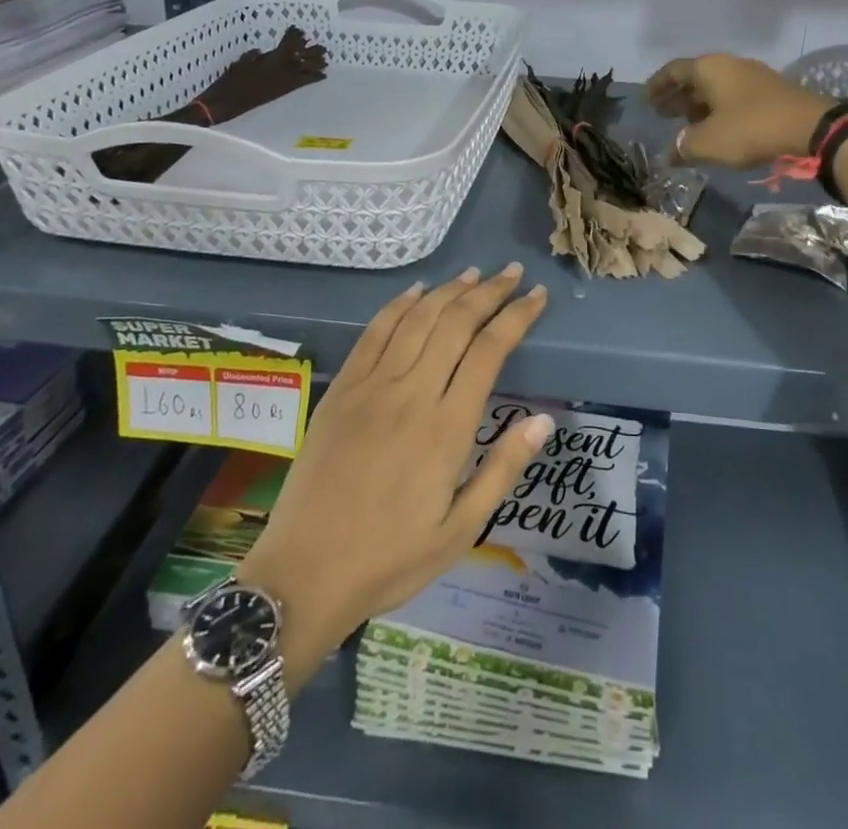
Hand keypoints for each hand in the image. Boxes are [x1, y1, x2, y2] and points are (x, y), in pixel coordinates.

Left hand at [234, 265, 551, 683]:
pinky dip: (399, 305)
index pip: (490, 351)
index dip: (516, 316)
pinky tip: (417, 291)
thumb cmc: (391, 558)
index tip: (535, 296)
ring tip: (474, 275)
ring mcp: (372, 386)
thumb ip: (503, 469)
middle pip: (456, 323)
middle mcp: (411, 394)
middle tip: (511, 273)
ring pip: (418, 319)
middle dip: (489, 292)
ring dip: (449, 291)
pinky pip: (374, 332)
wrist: (304, 573)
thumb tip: (543, 419)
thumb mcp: (461, 530)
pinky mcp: (342, 388)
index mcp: (447, 428)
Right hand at [645, 54, 832, 167]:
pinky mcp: (770, 92)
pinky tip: (716, 128)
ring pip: (716, 87)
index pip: (673, 70)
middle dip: (677, 96)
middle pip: (695, 77)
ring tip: (686, 124)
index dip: (657, 85)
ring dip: (698, 104)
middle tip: (662, 113)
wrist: (810, 128)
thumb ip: (682, 146)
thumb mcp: (707, 143)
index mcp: (709, 68)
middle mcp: (729, 65)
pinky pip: (733, 96)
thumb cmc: (749, 129)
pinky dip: (718, 109)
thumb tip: (669, 154)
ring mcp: (752, 76)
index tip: (646, 101)